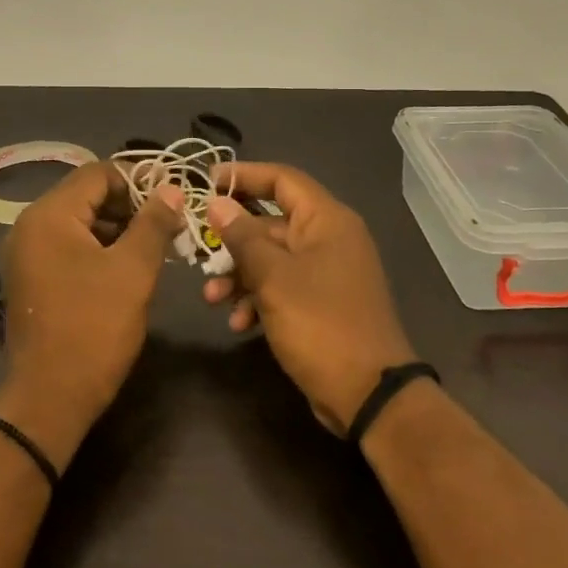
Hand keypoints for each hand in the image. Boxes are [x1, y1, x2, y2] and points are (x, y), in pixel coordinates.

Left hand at [0, 162, 183, 465]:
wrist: (50, 397)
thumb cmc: (94, 328)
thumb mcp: (133, 270)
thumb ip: (153, 223)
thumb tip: (171, 189)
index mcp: (49, 215)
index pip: (99, 173)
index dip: (140, 180)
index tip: (173, 198)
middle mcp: (30, 226)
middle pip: (87, 195)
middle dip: (131, 205)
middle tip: (169, 225)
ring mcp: (27, 254)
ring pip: (80, 222)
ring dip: (118, 228)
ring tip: (156, 246)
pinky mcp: (32, 278)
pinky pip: (69, 246)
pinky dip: (100, 248)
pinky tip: (129, 267)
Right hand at [202, 162, 415, 433]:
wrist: (367, 392)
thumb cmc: (320, 324)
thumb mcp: (274, 278)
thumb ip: (243, 237)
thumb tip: (216, 204)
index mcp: (327, 220)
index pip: (283, 179)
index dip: (244, 175)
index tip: (207, 181)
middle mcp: (330, 239)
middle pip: (272, 222)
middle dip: (233, 240)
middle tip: (199, 252)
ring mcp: (327, 273)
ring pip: (273, 259)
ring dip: (240, 275)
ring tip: (213, 298)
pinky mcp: (322, 303)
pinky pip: (283, 287)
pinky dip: (259, 299)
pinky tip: (240, 323)